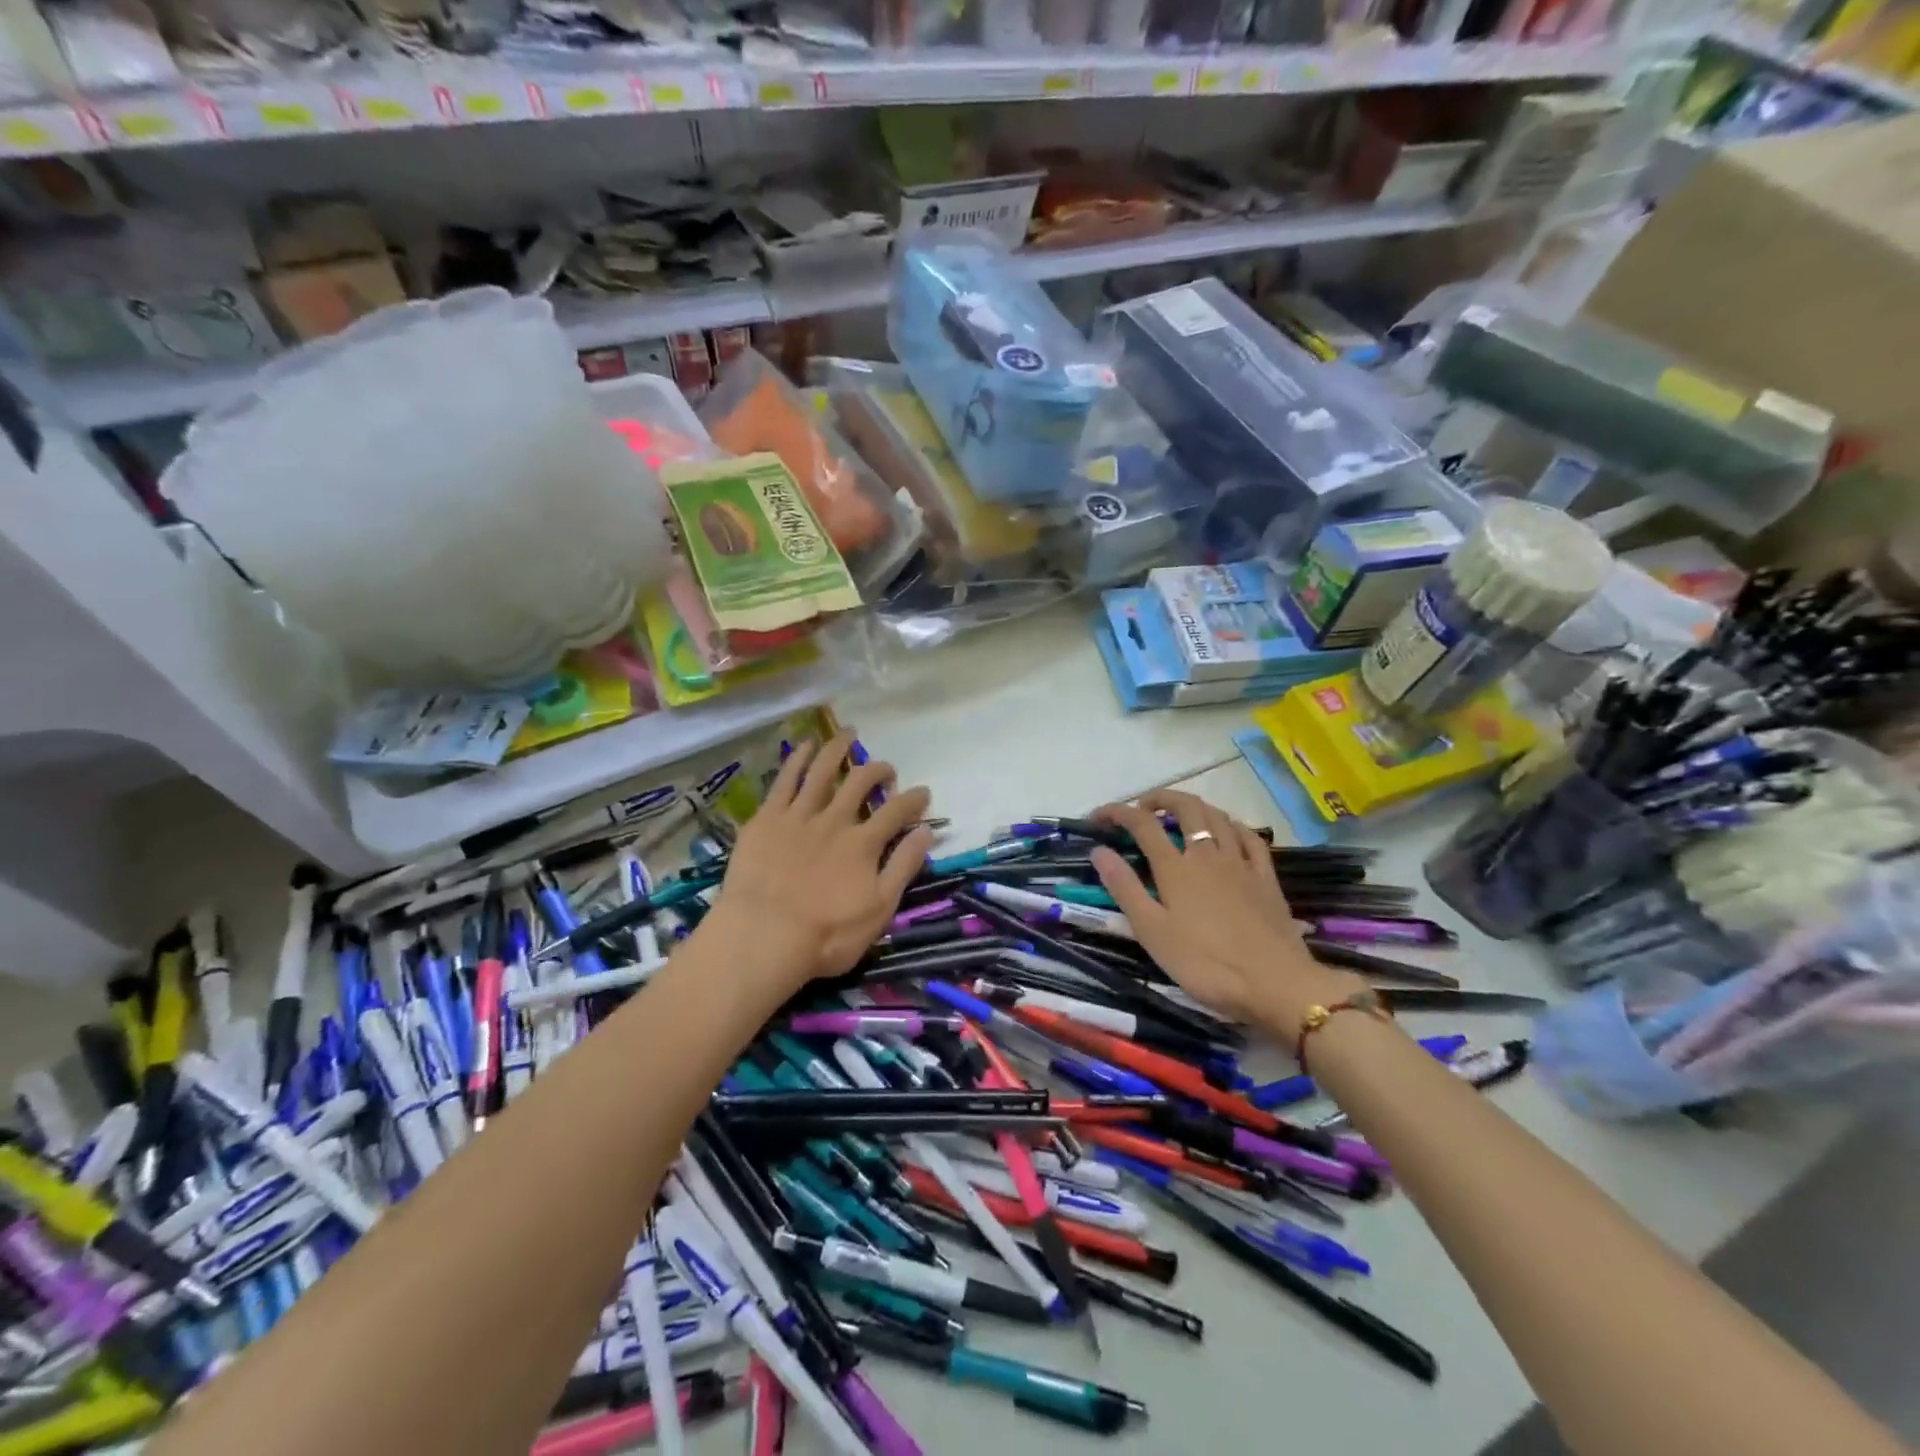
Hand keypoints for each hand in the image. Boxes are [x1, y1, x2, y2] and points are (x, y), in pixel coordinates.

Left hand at [708, 729, 934, 990]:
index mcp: (864, 844)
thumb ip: (903, 867)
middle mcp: (835, 820)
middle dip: (879, 770)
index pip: (898, 811)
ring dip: (838, 749)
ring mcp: (798, 815)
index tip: (923, 793)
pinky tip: (804, 745)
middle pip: (861, 782)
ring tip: (848, 733)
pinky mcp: (767, 818)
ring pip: (822, 771)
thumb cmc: (826, 934)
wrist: (762, 935)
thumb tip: (926, 830)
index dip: (914, 799)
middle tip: (887, 769)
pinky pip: (784, 780)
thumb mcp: (879, 909)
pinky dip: (797, 759)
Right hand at [1091, 791, 1361, 1045]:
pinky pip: (1250, 837)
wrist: (1275, 983)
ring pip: (1217, 817)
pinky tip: (1227, 831)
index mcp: (1176, 867)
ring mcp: (1241, 863)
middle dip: (1161, 799)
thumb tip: (1099, 850)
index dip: (1118, 813)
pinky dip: (1232, 825)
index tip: (1098, 817)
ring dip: (1194, 807)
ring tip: (1180, 816)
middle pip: (1186, 808)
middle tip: (1143, 809)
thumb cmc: (1205, 963)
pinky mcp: (1266, 878)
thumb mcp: (1152, 931)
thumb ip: (1125, 888)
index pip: (1142, 824)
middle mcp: (1207, 854)